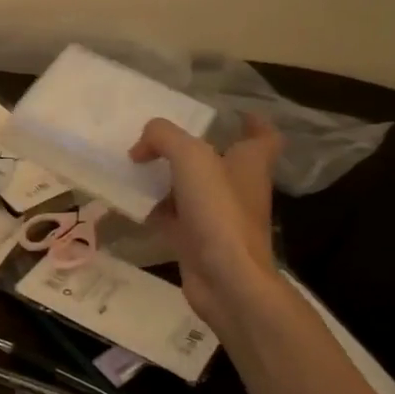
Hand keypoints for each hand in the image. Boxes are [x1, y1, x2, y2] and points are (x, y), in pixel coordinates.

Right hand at [130, 114, 281, 327]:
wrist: (226, 278)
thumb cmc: (218, 212)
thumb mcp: (191, 158)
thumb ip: (164, 138)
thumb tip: (141, 147)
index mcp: (249, 163)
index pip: (263, 136)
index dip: (252, 123)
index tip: (232, 114)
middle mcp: (238, 187)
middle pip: (220, 161)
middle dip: (194, 150)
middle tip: (160, 140)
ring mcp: (218, 216)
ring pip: (192, 189)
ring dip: (168, 178)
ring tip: (137, 166)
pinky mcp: (197, 240)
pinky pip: (173, 216)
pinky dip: (154, 208)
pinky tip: (131, 202)